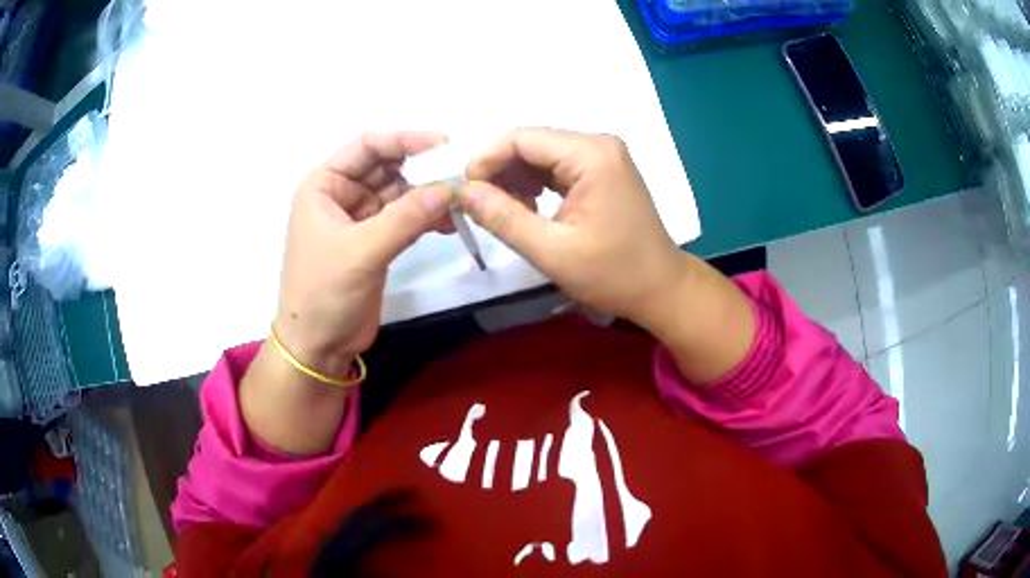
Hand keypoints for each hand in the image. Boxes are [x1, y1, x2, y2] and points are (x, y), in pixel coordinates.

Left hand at [273, 132, 452, 377]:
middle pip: (387, 167)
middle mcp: (342, 195)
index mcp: (324, 185)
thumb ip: (405, 218)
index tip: (443, 144)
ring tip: (461, 200)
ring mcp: (360, 218)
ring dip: (428, 195)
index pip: (367, 147)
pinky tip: (450, 222)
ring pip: (400, 193)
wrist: (317, 346)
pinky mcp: (376, 242)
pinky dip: (427, 218)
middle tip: (461, 173)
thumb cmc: (323, 293)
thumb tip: (449, 188)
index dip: (404, 140)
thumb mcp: (360, 251)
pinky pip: (406, 219)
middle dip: (422, 169)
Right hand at [459, 128, 688, 327]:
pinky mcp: (602, 169)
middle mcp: (597, 143)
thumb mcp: (552, 251)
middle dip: (499, 171)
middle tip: (480, 207)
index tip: (465, 193)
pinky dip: (535, 184)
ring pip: (541, 154)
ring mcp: (602, 155)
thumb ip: (503, 218)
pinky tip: (528, 209)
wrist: (661, 288)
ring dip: (515, 179)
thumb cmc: (613, 274)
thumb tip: (462, 191)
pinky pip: (556, 166)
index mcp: (590, 154)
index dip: (485, 160)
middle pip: (531, 143)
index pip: (521, 138)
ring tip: (505, 213)